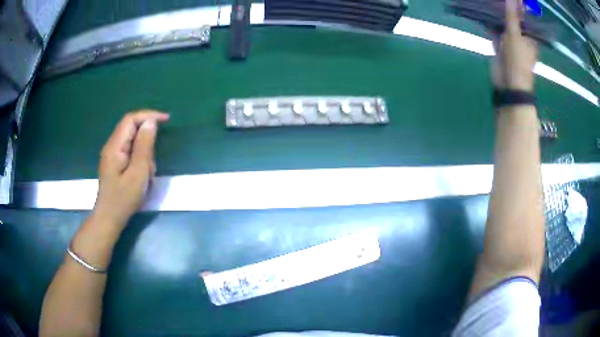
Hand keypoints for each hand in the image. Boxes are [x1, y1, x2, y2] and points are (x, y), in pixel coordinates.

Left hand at [92, 110, 168, 229]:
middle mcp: (112, 146)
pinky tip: (142, 176)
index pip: (131, 119)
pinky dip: (140, 160)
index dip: (148, 115)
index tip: (166, 120)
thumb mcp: (138, 173)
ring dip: (144, 153)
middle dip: (147, 139)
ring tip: (147, 175)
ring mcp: (112, 155)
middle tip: (153, 161)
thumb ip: (144, 146)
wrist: (109, 219)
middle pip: (131, 128)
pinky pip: (130, 152)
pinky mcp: (115, 163)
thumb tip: (151, 122)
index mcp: (115, 146)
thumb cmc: (123, 199)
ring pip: (132, 141)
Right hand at [491, 0, 537, 91]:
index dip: (519, 5)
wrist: (508, 84)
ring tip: (491, 1)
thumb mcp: (515, 35)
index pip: (524, 16)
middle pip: (513, 19)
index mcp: (529, 36)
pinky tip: (484, 13)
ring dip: (497, 14)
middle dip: (506, 7)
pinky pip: (495, 31)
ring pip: (503, 24)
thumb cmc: (517, 60)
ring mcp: (510, 41)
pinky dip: (490, 23)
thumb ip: (512, 16)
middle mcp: (520, 37)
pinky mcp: (500, 46)